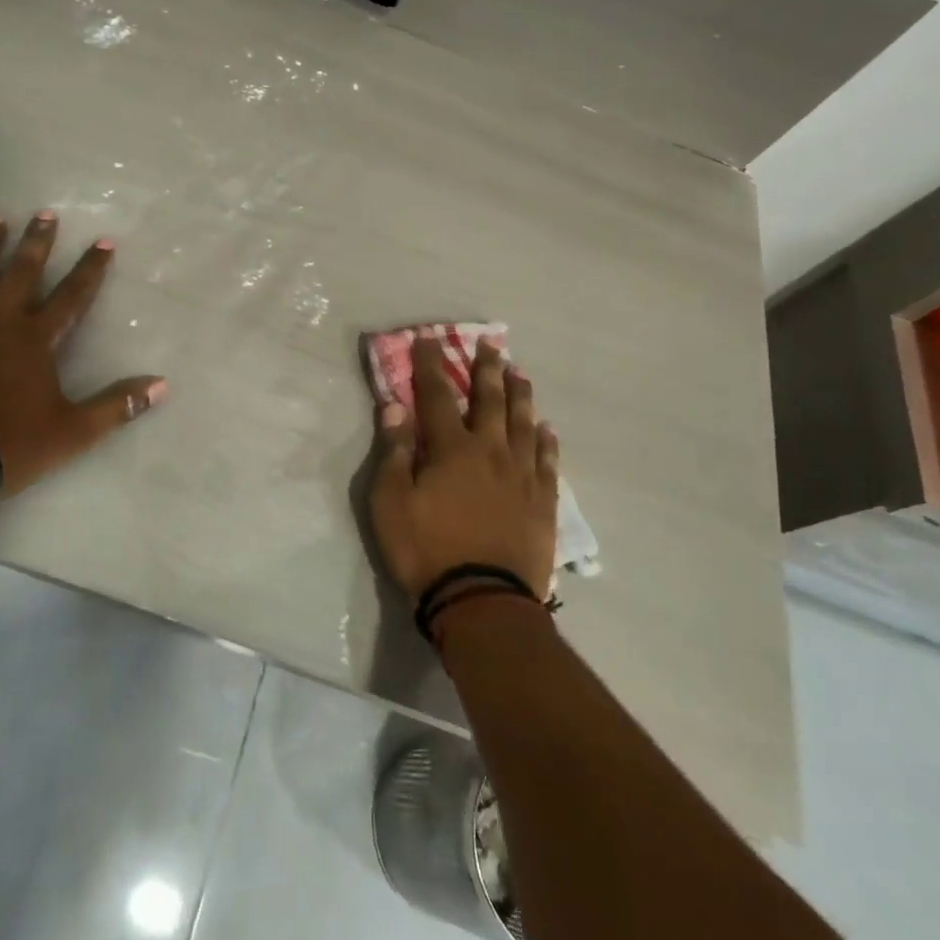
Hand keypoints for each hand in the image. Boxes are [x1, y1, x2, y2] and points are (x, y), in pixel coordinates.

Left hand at [0, 210, 166, 494]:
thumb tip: (162, 385)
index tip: (103, 242)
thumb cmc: (7, 443)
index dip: (91, 269)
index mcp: (37, 339)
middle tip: (44, 213)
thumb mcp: (73, 431)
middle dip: (37, 242)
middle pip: (22, 272)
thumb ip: (116, 405)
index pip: (73, 296)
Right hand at [369, 335, 558, 602]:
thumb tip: (395, 407)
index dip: (430, 365)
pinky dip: (547, 440)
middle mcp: (491, 451)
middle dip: (486, 369)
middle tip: (490, 344)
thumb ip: (394, 452)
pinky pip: (548, 461)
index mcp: (452, 449)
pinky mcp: (542, 502)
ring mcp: (522, 475)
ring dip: (520, 395)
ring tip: (520, 373)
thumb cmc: (427, 551)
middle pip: (489, 400)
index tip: (428, 338)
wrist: (483, 601)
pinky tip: (547, 428)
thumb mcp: (390, 503)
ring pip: (524, 423)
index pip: (437, 395)